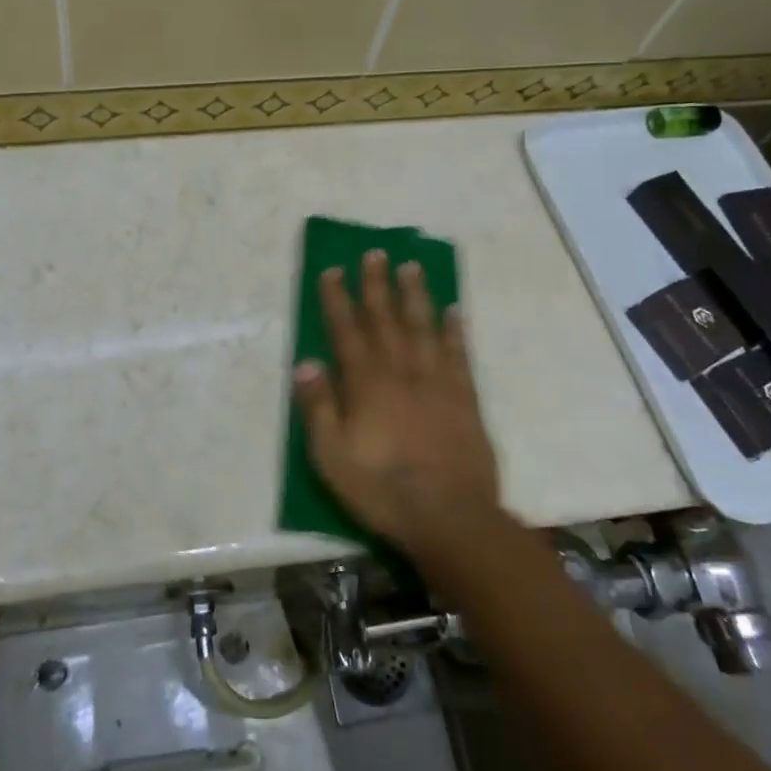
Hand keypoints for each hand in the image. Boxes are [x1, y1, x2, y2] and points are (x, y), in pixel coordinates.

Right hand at [293, 250, 501, 552]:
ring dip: (415, 295)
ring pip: (423, 328)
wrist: (450, 518)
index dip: (337, 299)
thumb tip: (306, 363)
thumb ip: (319, 408)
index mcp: (365, 385)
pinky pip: (458, 355)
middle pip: (386, 320)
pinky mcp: (465, 399)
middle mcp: (400, 372)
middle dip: (376, 285)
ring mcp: (436, 383)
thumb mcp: (332, 457)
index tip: (332, 270)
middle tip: (375, 253)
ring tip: (411, 266)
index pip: (347, 331)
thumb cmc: (382, 490)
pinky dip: (455, 331)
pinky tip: (454, 310)